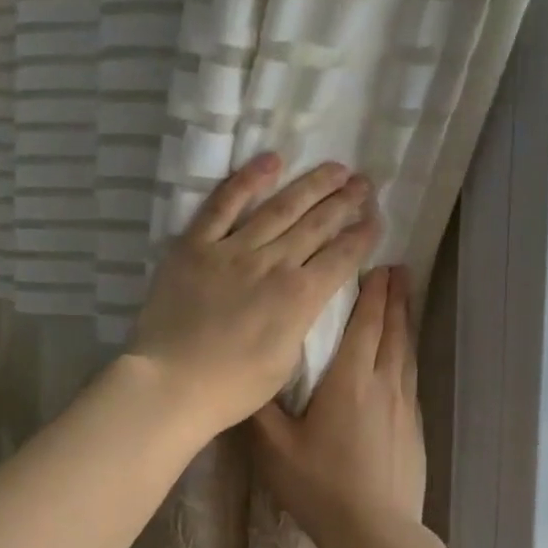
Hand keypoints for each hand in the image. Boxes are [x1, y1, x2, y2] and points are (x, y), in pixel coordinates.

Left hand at [127, 153, 380, 438]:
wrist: (172, 383)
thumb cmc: (233, 386)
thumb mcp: (287, 361)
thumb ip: (300, 320)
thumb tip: (305, 294)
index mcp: (300, 297)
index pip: (342, 257)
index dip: (363, 236)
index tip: (376, 219)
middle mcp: (273, 264)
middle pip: (317, 225)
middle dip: (345, 202)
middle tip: (364, 183)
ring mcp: (233, 250)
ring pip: (280, 208)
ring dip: (311, 185)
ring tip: (335, 168)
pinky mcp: (195, 245)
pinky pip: (223, 205)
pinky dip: (247, 180)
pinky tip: (271, 161)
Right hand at [252, 266, 424, 541]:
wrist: (376, 531)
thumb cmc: (320, 485)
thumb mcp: (275, 448)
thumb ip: (259, 408)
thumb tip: (247, 373)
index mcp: (349, 382)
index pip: (365, 325)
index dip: (372, 293)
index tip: (378, 264)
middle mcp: (382, 384)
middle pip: (392, 330)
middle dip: (394, 297)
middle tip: (397, 269)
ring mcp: (404, 406)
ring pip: (406, 351)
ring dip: (405, 321)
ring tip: (405, 298)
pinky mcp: (414, 426)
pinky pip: (411, 376)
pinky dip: (408, 353)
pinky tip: (404, 356)